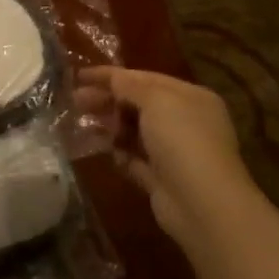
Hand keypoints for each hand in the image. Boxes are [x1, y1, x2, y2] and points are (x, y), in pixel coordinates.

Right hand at [77, 66, 258, 246]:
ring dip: (111, 127)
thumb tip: (114, 78)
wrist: (202, 203)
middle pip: (139, 104)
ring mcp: (174, 152)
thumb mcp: (156, 101)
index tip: (80, 76)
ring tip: (84, 125)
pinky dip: (120, 154)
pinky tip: (105, 151)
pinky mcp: (162, 179)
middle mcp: (186, 121)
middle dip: (108, 100)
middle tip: (76, 101)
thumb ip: (130, 86)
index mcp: (191, 97)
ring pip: (135, 132)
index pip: (146, 78)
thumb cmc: (182, 140)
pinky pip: (135, 160)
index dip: (112, 75)